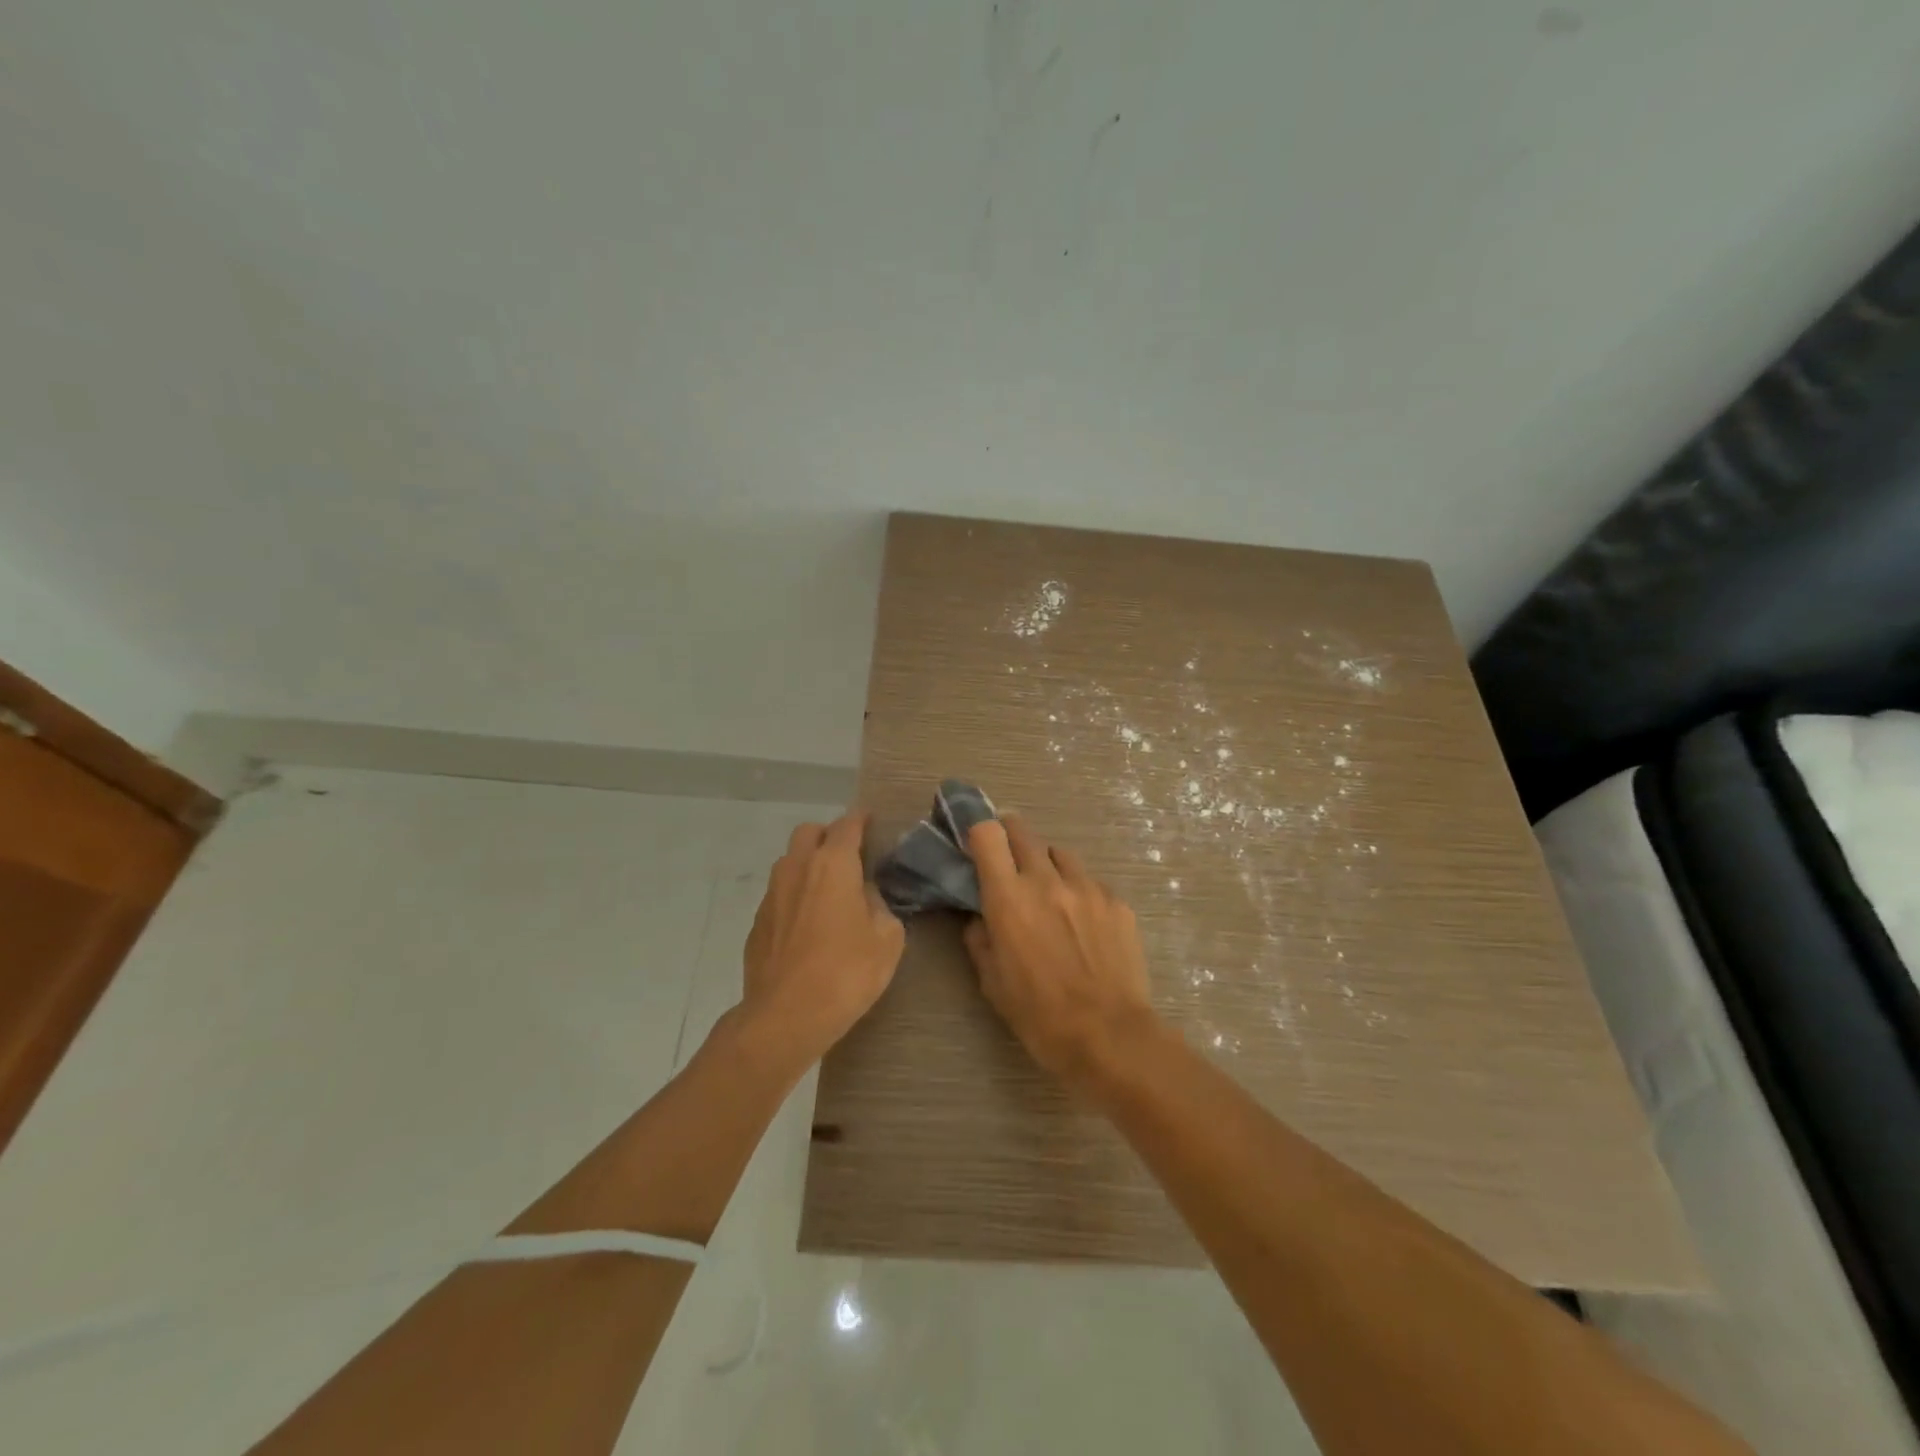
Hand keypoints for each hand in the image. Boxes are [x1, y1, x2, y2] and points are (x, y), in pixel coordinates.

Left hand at [741, 812, 904, 1071]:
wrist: (785, 1017)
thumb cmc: (846, 973)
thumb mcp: (887, 939)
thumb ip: (879, 906)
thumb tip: (865, 896)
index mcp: (833, 865)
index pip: (847, 825)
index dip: (861, 820)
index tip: (870, 821)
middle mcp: (797, 869)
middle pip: (809, 832)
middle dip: (828, 836)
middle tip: (848, 857)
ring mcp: (772, 895)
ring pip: (789, 862)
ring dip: (808, 865)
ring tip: (828, 892)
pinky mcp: (757, 922)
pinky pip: (779, 894)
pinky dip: (794, 896)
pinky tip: (808, 925)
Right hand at [962, 817, 1159, 1083]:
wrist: (1110, 1036)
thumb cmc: (1040, 1016)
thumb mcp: (993, 983)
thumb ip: (980, 939)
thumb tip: (980, 918)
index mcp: (1008, 898)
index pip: (988, 834)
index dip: (978, 831)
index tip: (976, 843)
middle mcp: (1046, 880)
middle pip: (1023, 831)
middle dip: (1010, 838)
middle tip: (1008, 861)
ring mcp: (1086, 887)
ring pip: (1060, 854)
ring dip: (1047, 865)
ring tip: (1050, 894)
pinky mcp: (1116, 901)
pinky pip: (1090, 882)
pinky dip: (1079, 892)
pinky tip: (1083, 924)